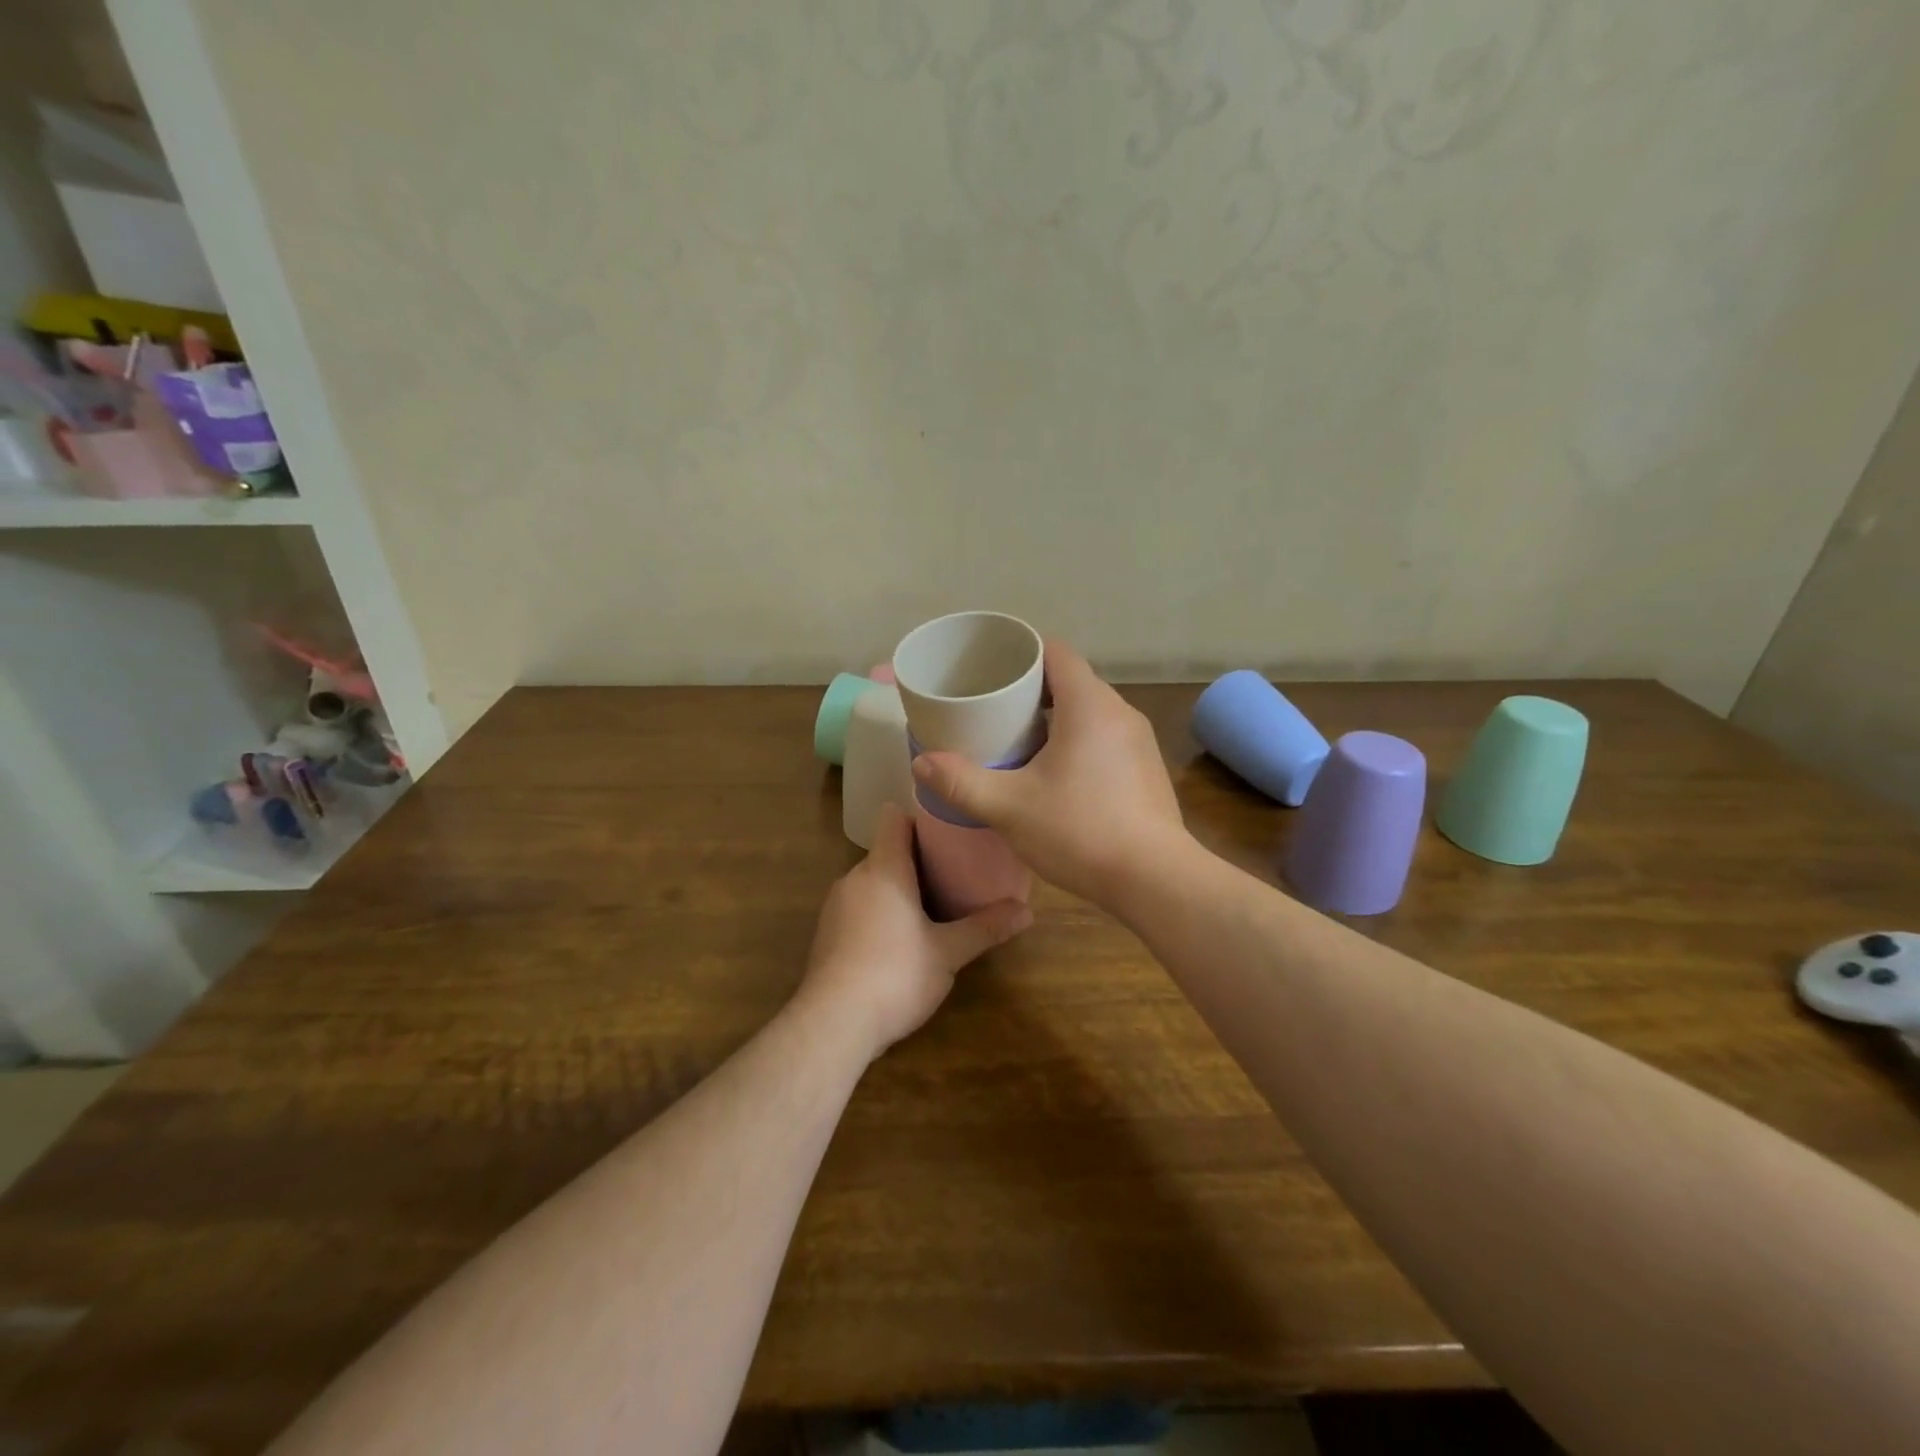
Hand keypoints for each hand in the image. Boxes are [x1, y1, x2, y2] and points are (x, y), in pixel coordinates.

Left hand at [799, 804, 1031, 1058]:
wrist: (833, 1023)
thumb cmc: (896, 974)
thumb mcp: (949, 952)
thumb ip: (986, 928)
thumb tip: (1028, 912)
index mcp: (883, 869)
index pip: (894, 819)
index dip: (919, 819)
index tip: (948, 832)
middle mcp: (854, 878)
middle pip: (886, 852)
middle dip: (917, 859)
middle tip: (954, 873)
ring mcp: (835, 906)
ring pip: (872, 882)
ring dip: (898, 888)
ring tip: (932, 906)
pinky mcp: (826, 934)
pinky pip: (858, 907)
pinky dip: (879, 912)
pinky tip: (899, 940)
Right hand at [910, 640, 1189, 907]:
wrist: (1154, 879)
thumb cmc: (1079, 830)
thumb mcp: (1009, 807)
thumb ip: (961, 782)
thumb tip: (922, 762)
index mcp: (1090, 704)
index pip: (1056, 652)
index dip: (1022, 652)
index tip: (991, 668)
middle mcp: (1120, 712)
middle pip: (1071, 680)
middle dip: (1032, 689)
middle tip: (993, 708)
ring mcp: (1139, 741)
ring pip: (1090, 711)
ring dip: (1056, 717)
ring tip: (1019, 739)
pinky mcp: (1146, 768)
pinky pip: (1106, 736)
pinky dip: (1078, 740)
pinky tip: (1056, 773)